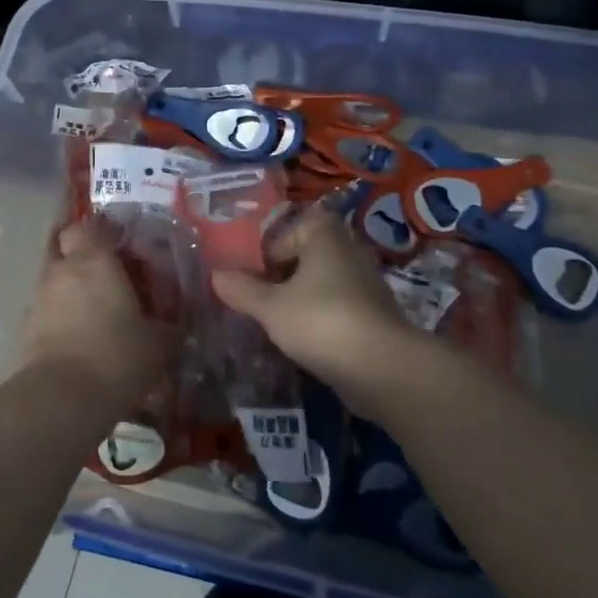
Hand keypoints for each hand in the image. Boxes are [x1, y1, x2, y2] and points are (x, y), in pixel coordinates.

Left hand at [20, 220, 172, 408]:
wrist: (60, 399)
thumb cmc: (116, 357)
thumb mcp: (158, 345)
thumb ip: (168, 328)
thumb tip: (176, 325)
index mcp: (94, 262)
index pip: (86, 227)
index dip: (99, 234)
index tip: (118, 247)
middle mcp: (60, 272)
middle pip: (63, 251)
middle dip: (80, 261)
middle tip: (105, 280)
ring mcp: (37, 301)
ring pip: (53, 283)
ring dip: (69, 293)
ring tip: (93, 317)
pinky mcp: (24, 331)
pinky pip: (45, 315)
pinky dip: (59, 321)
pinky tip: (78, 343)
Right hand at [212, 208, 430, 421]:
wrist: (382, 367)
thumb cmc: (320, 321)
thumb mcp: (271, 307)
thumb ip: (242, 290)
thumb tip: (215, 274)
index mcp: (325, 236)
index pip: (291, 230)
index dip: (269, 251)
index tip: (253, 277)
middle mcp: (349, 251)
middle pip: (307, 257)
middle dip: (284, 277)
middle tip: (260, 300)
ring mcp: (367, 284)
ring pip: (324, 284)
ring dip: (302, 300)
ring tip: (278, 323)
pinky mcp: (375, 316)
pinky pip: (339, 308)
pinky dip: (322, 319)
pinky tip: (306, 341)